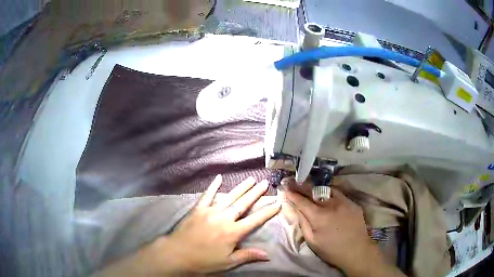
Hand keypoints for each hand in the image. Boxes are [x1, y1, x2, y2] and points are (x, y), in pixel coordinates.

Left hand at [146, 175, 280, 274]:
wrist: (178, 254)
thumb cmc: (204, 260)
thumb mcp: (228, 262)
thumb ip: (247, 255)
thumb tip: (267, 254)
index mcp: (233, 232)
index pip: (255, 220)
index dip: (267, 212)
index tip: (277, 203)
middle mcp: (224, 218)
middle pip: (243, 204)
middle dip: (256, 193)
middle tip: (265, 183)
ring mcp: (210, 211)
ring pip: (229, 197)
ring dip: (241, 188)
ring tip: (251, 179)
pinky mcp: (198, 209)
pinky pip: (207, 195)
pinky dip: (213, 186)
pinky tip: (219, 177)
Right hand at [286, 186, 404, 276]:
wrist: (356, 250)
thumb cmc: (331, 250)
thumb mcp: (312, 241)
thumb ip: (303, 223)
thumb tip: (297, 209)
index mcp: (319, 216)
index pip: (302, 201)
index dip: (293, 194)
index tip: (285, 188)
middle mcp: (331, 205)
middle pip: (313, 191)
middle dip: (301, 186)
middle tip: (293, 181)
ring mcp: (344, 202)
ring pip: (326, 189)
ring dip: (315, 187)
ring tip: (308, 185)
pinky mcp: (352, 203)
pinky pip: (338, 194)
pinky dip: (329, 192)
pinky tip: (325, 194)